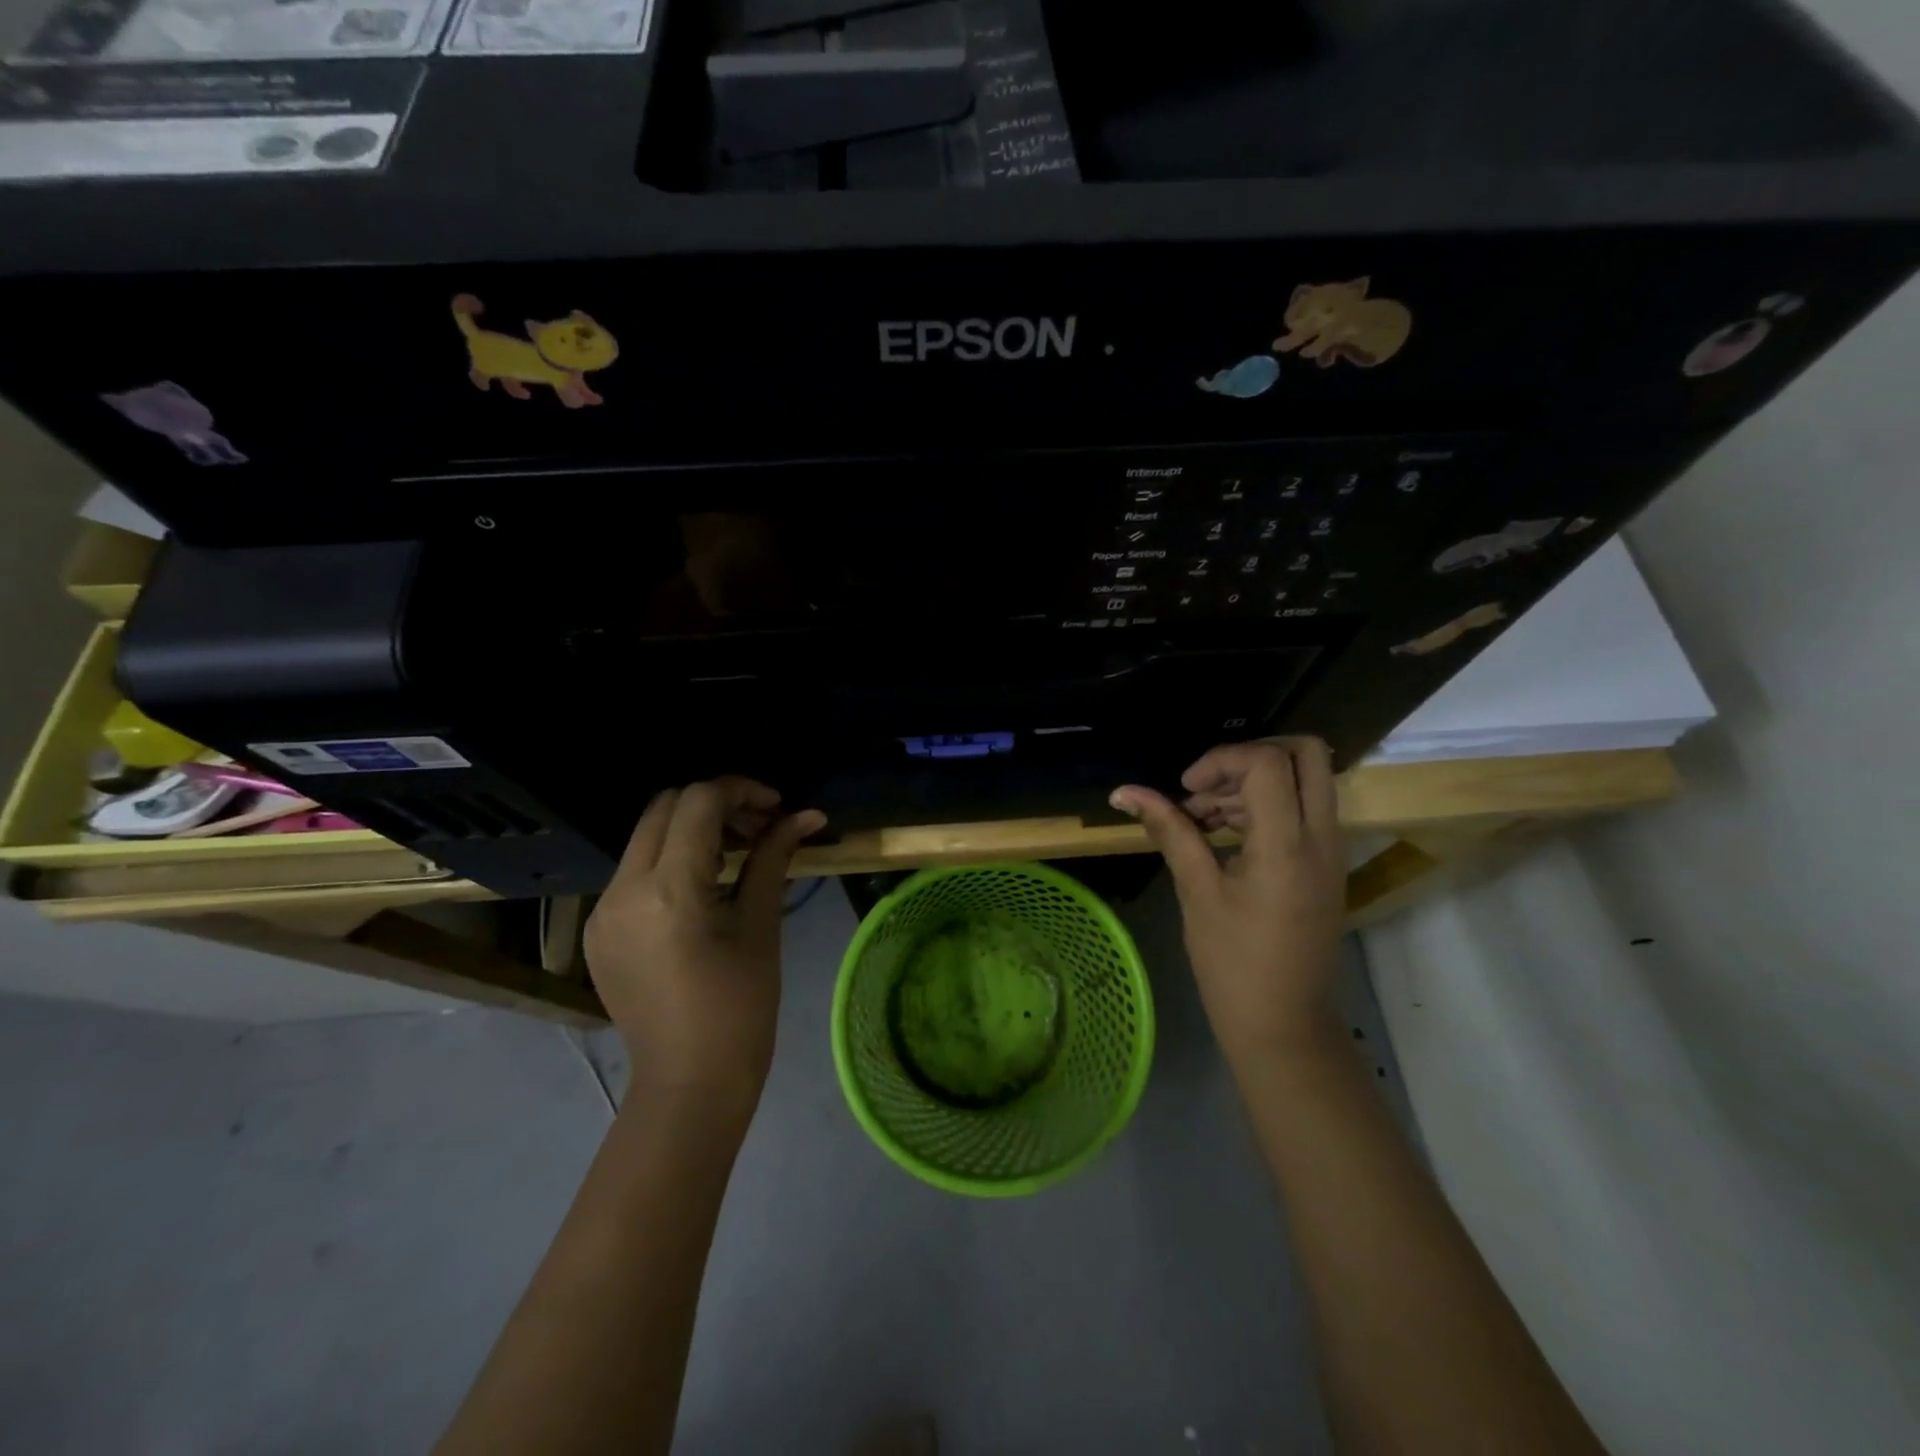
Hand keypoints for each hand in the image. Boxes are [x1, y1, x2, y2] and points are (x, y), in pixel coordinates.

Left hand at [584, 777, 825, 1110]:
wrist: (688, 1084)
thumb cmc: (740, 1008)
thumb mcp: (760, 925)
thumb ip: (774, 858)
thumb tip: (807, 814)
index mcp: (668, 890)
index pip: (699, 803)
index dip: (742, 790)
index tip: (777, 807)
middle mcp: (622, 889)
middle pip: (665, 807)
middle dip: (716, 804)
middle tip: (759, 826)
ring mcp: (602, 910)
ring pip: (647, 835)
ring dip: (692, 828)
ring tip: (738, 853)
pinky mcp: (598, 929)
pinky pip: (634, 870)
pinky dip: (671, 858)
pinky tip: (705, 885)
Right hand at [1110, 739, 1346, 1069]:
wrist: (1283, 1024)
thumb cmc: (1232, 963)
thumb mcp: (1196, 891)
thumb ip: (1168, 830)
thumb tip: (1124, 792)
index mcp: (1287, 845)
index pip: (1266, 763)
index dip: (1220, 761)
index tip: (1185, 790)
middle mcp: (1322, 837)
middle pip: (1306, 753)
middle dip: (1252, 755)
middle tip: (1209, 784)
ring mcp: (1331, 851)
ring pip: (1305, 780)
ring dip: (1254, 783)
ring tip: (1203, 819)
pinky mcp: (1327, 864)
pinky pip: (1305, 809)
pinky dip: (1267, 805)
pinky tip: (1223, 834)